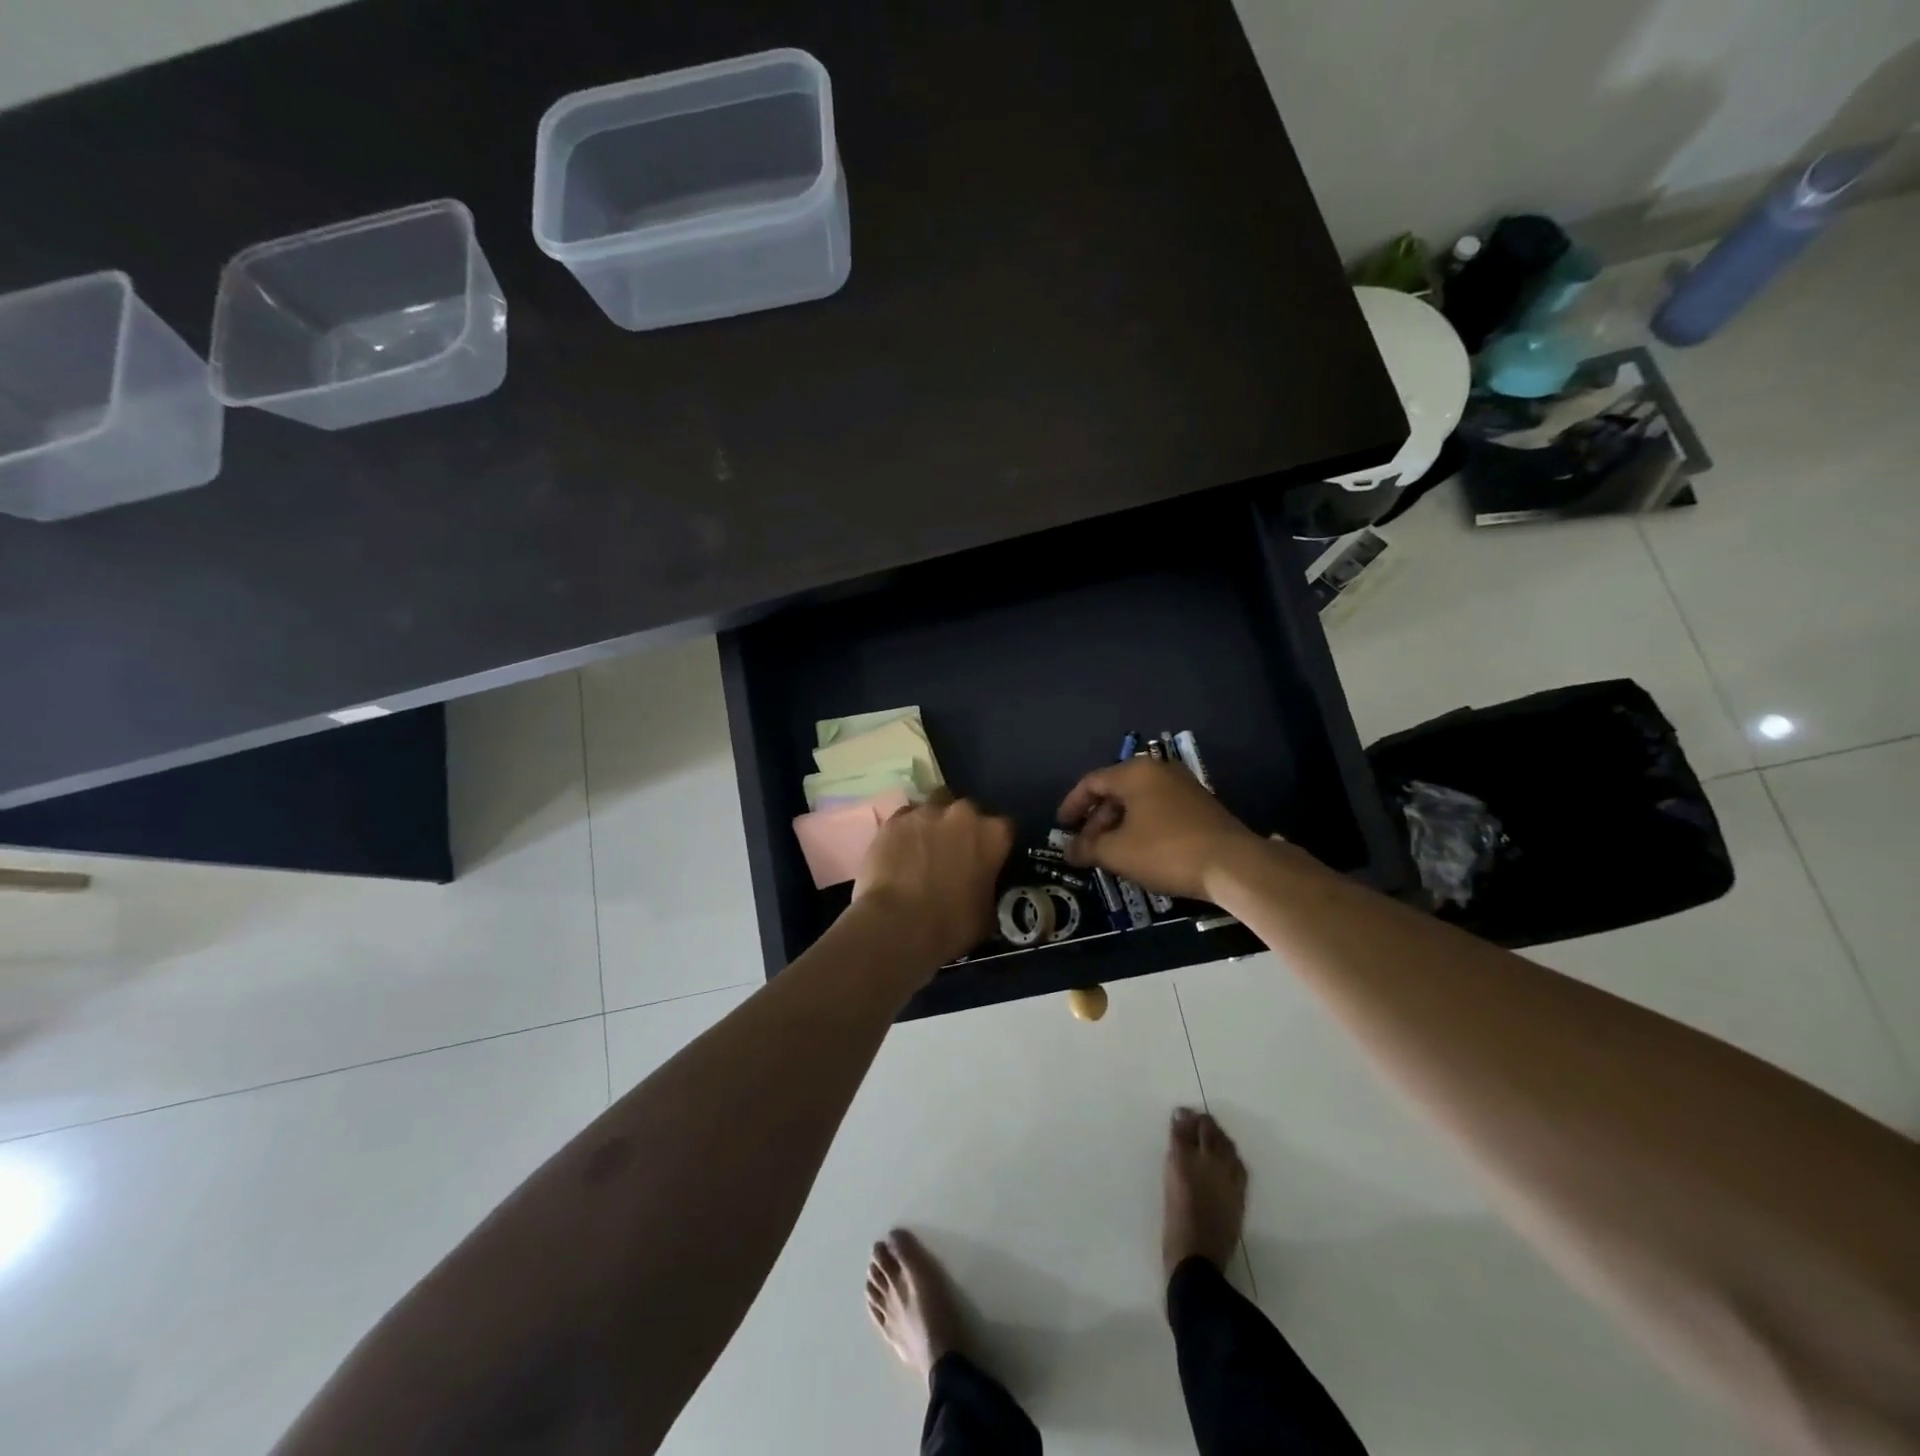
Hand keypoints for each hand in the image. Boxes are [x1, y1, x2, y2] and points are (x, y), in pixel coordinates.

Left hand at [853, 793, 1014, 967]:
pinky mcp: (894, 820)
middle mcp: (962, 813)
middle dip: (961, 828)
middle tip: (952, 854)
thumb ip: (989, 888)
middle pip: (966, 812)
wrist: (899, 925)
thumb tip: (982, 889)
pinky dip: (904, 833)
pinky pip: (904, 821)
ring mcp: (925, 813)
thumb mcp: (988, 914)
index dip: (993, 844)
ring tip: (921, 852)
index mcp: (994, 834)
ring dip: (931, 827)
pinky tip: (898, 854)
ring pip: (932, 811)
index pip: (1003, 828)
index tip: (986, 859)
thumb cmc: (952, 925)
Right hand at [1056, 758, 1261, 900]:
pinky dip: (1141, 826)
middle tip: (1086, 847)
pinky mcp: (1199, 805)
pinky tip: (1138, 852)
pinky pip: (1158, 810)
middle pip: (1116, 791)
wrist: (1233, 865)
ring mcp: (1182, 786)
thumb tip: (1069, 850)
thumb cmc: (1166, 851)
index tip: (1061, 827)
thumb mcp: (1118, 852)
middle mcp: (1158, 771)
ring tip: (1109, 853)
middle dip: (1096, 820)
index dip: (1072, 805)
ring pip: (1138, 802)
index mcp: (1135, 773)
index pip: (1092, 782)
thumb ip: (1088, 848)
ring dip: (1118, 826)